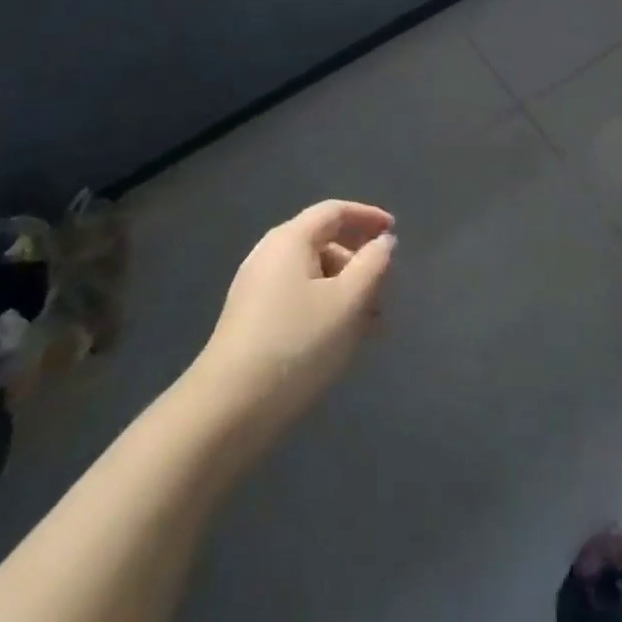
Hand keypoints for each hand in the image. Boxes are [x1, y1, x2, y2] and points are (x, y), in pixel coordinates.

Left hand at [194, 200, 396, 454]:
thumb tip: (383, 241)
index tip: (394, 231)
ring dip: (345, 290)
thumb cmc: (297, 344)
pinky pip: (298, 298)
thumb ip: (373, 265)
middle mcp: (269, 254)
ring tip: (371, 325)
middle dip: (359, 262)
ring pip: (312, 275)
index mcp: (290, 239)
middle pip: (323, 242)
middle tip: (385, 290)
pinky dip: (325, 307)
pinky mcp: (250, 320)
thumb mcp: (348, 302)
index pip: (334, 211)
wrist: (227, 410)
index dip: (367, 216)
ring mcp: (255, 288)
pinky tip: (341, 340)